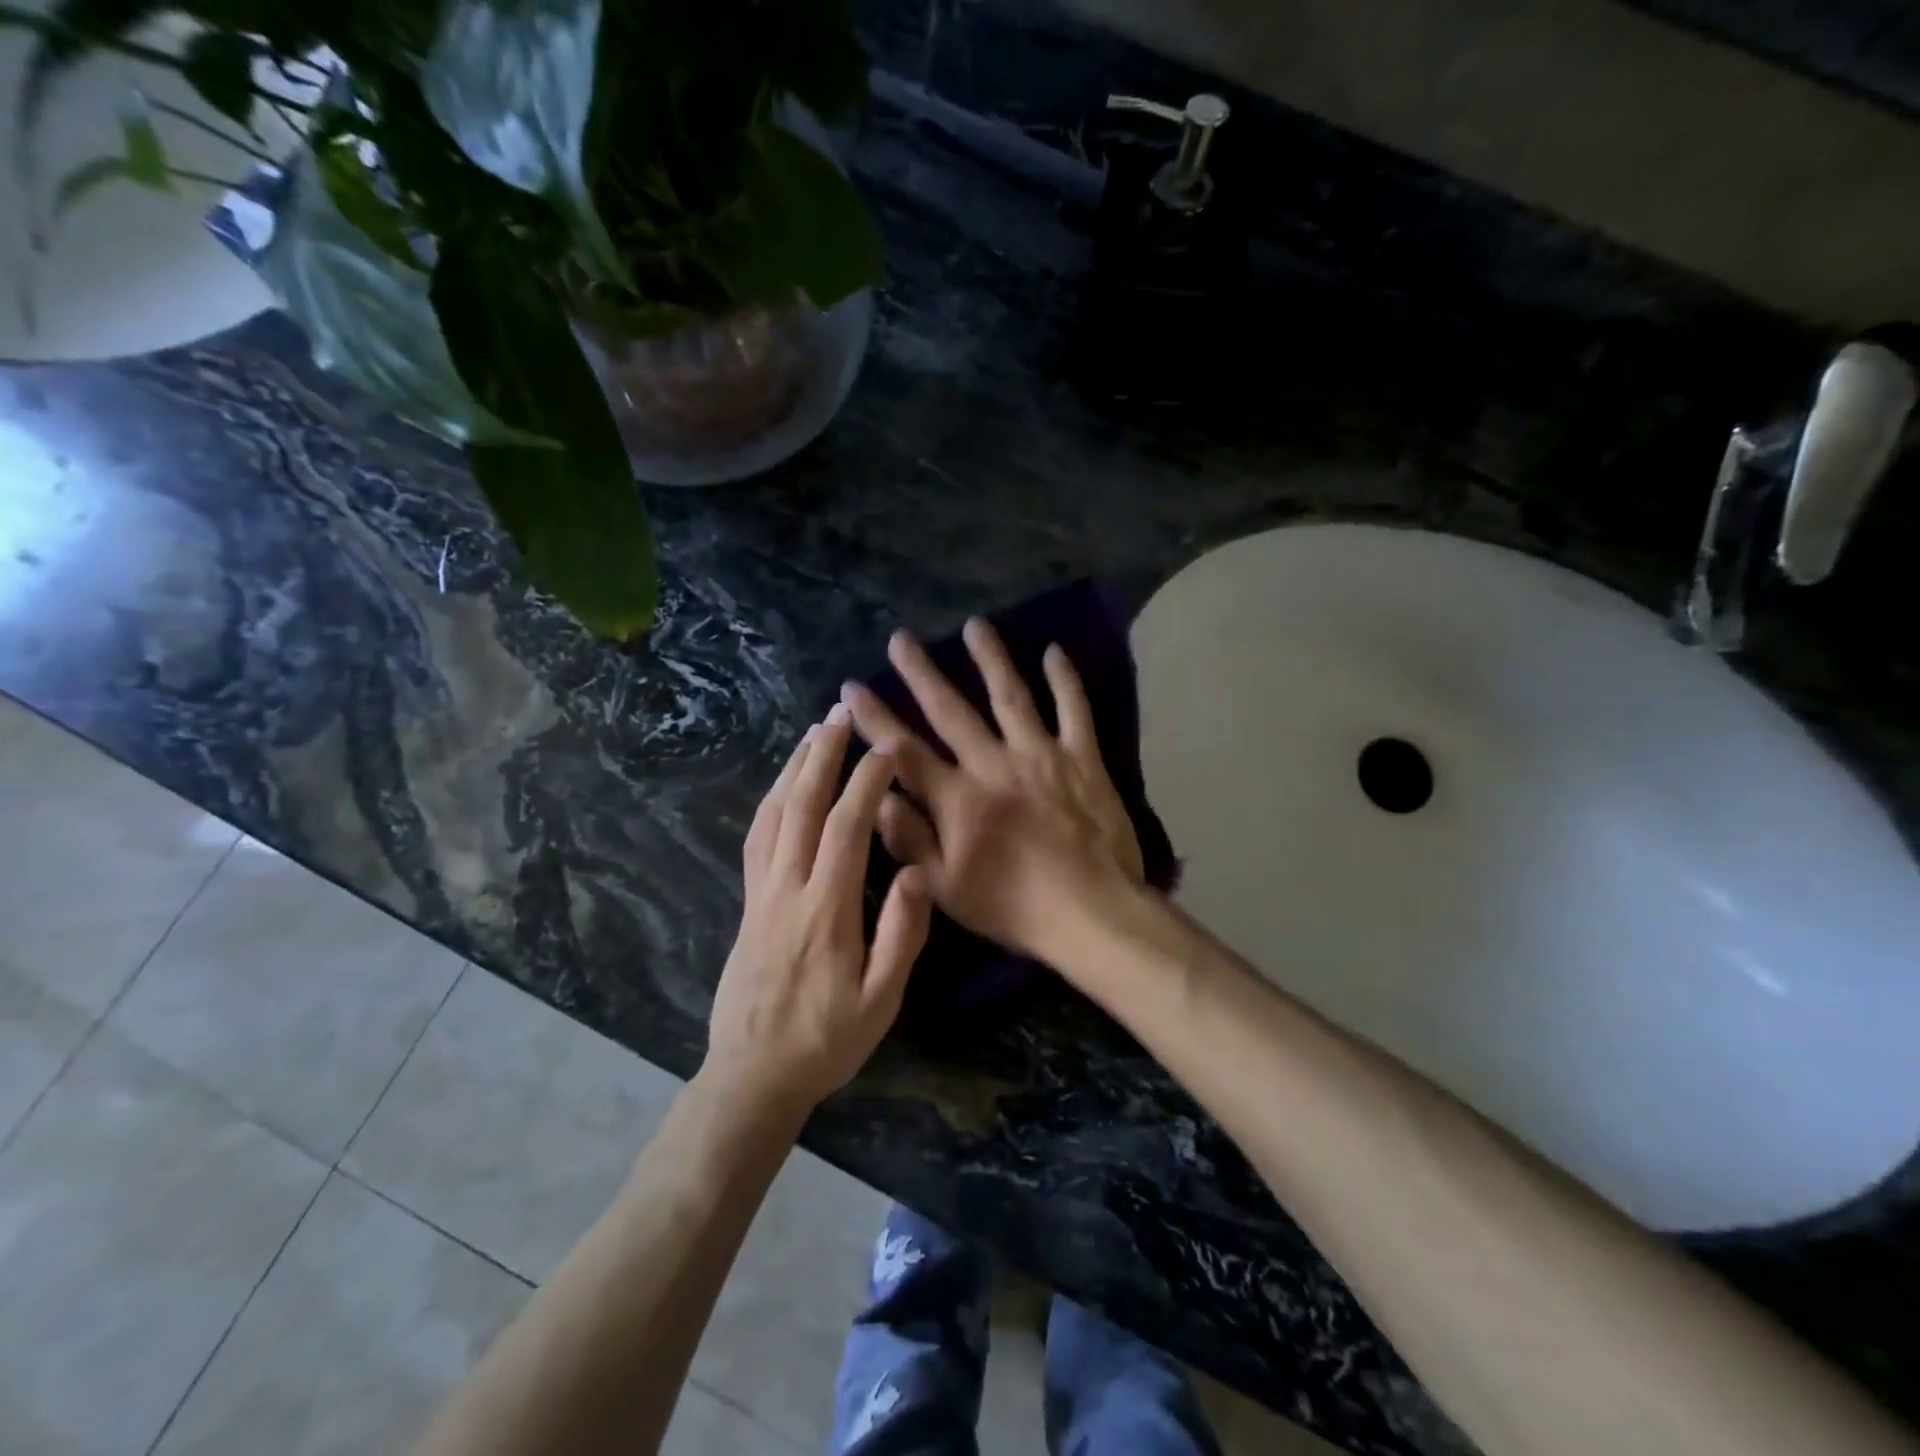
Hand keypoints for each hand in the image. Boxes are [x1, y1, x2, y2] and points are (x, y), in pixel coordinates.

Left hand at [702, 708, 932, 1110]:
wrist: (753, 1075)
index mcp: (826, 909)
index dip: (866, 780)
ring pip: (772, 816)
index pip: (846, 826)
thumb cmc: (826, 1041)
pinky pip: (756, 838)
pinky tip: (783, 788)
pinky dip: (771, 802)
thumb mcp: (880, 1001)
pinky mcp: (748, 903)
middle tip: (840, 713)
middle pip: (802, 806)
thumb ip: (901, 935)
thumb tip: (916, 871)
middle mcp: (787, 889)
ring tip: (812, 734)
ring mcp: (761, 893)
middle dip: (822, 754)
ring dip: (793, 769)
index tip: (887, 748)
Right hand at [839, 619, 1144, 969]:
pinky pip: (1074, 710)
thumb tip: (877, 796)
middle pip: (951, 709)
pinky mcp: (1082, 758)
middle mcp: (994, 764)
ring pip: (1010, 695)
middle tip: (900, 638)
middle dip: (921, 672)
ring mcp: (1041, 755)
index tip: (852, 688)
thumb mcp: (945, 887)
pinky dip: (1065, 680)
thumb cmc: (1013, 907)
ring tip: (975, 626)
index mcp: (958, 798)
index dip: (875, 717)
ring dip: (990, 658)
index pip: (904, 749)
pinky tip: (1054, 652)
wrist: (1090, 913)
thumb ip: (909, 839)